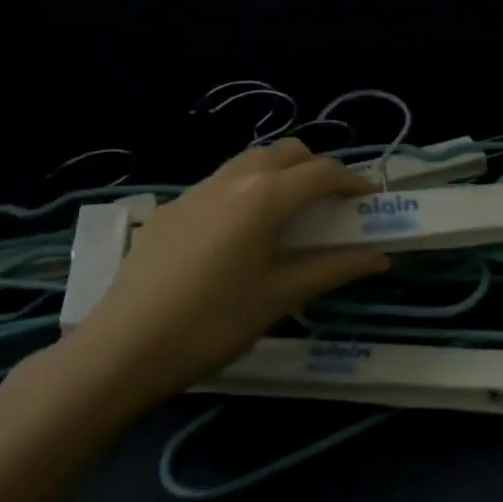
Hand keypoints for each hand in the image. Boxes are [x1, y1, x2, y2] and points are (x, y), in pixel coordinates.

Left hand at [41, 139, 387, 415]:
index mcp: (266, 196)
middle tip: (329, 206)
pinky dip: (245, 192)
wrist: (122, 348)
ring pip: (250, 162)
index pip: (323, 172)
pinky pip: (220, 184)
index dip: (353, 182)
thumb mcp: (280, 298)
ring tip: (287, 216)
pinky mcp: (170, 210)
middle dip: (316, 169)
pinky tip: (236, 236)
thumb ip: (334, 270)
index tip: (370, 202)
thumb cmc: (214, 322)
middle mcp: (233, 179)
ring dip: (279, 175)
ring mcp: (196, 191)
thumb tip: (380, 259)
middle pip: (287, 152)